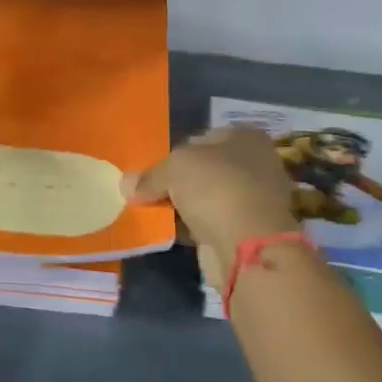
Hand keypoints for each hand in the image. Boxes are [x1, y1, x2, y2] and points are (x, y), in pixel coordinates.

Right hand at [124, 128, 297, 286]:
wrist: (247, 244)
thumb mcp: (174, 168)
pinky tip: (170, 231)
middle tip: (148, 192)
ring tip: (154, 212)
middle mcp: (255, 163)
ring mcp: (254, 199)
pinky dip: (192, 226)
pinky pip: (211, 222)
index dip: (175, 152)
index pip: (201, 138)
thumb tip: (125, 184)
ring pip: (207, 197)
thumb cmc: (216, 188)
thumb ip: (149, 175)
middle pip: (205, 169)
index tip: (152, 170)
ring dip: (184, 205)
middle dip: (178, 181)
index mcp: (246, 136)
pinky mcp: (248, 230)